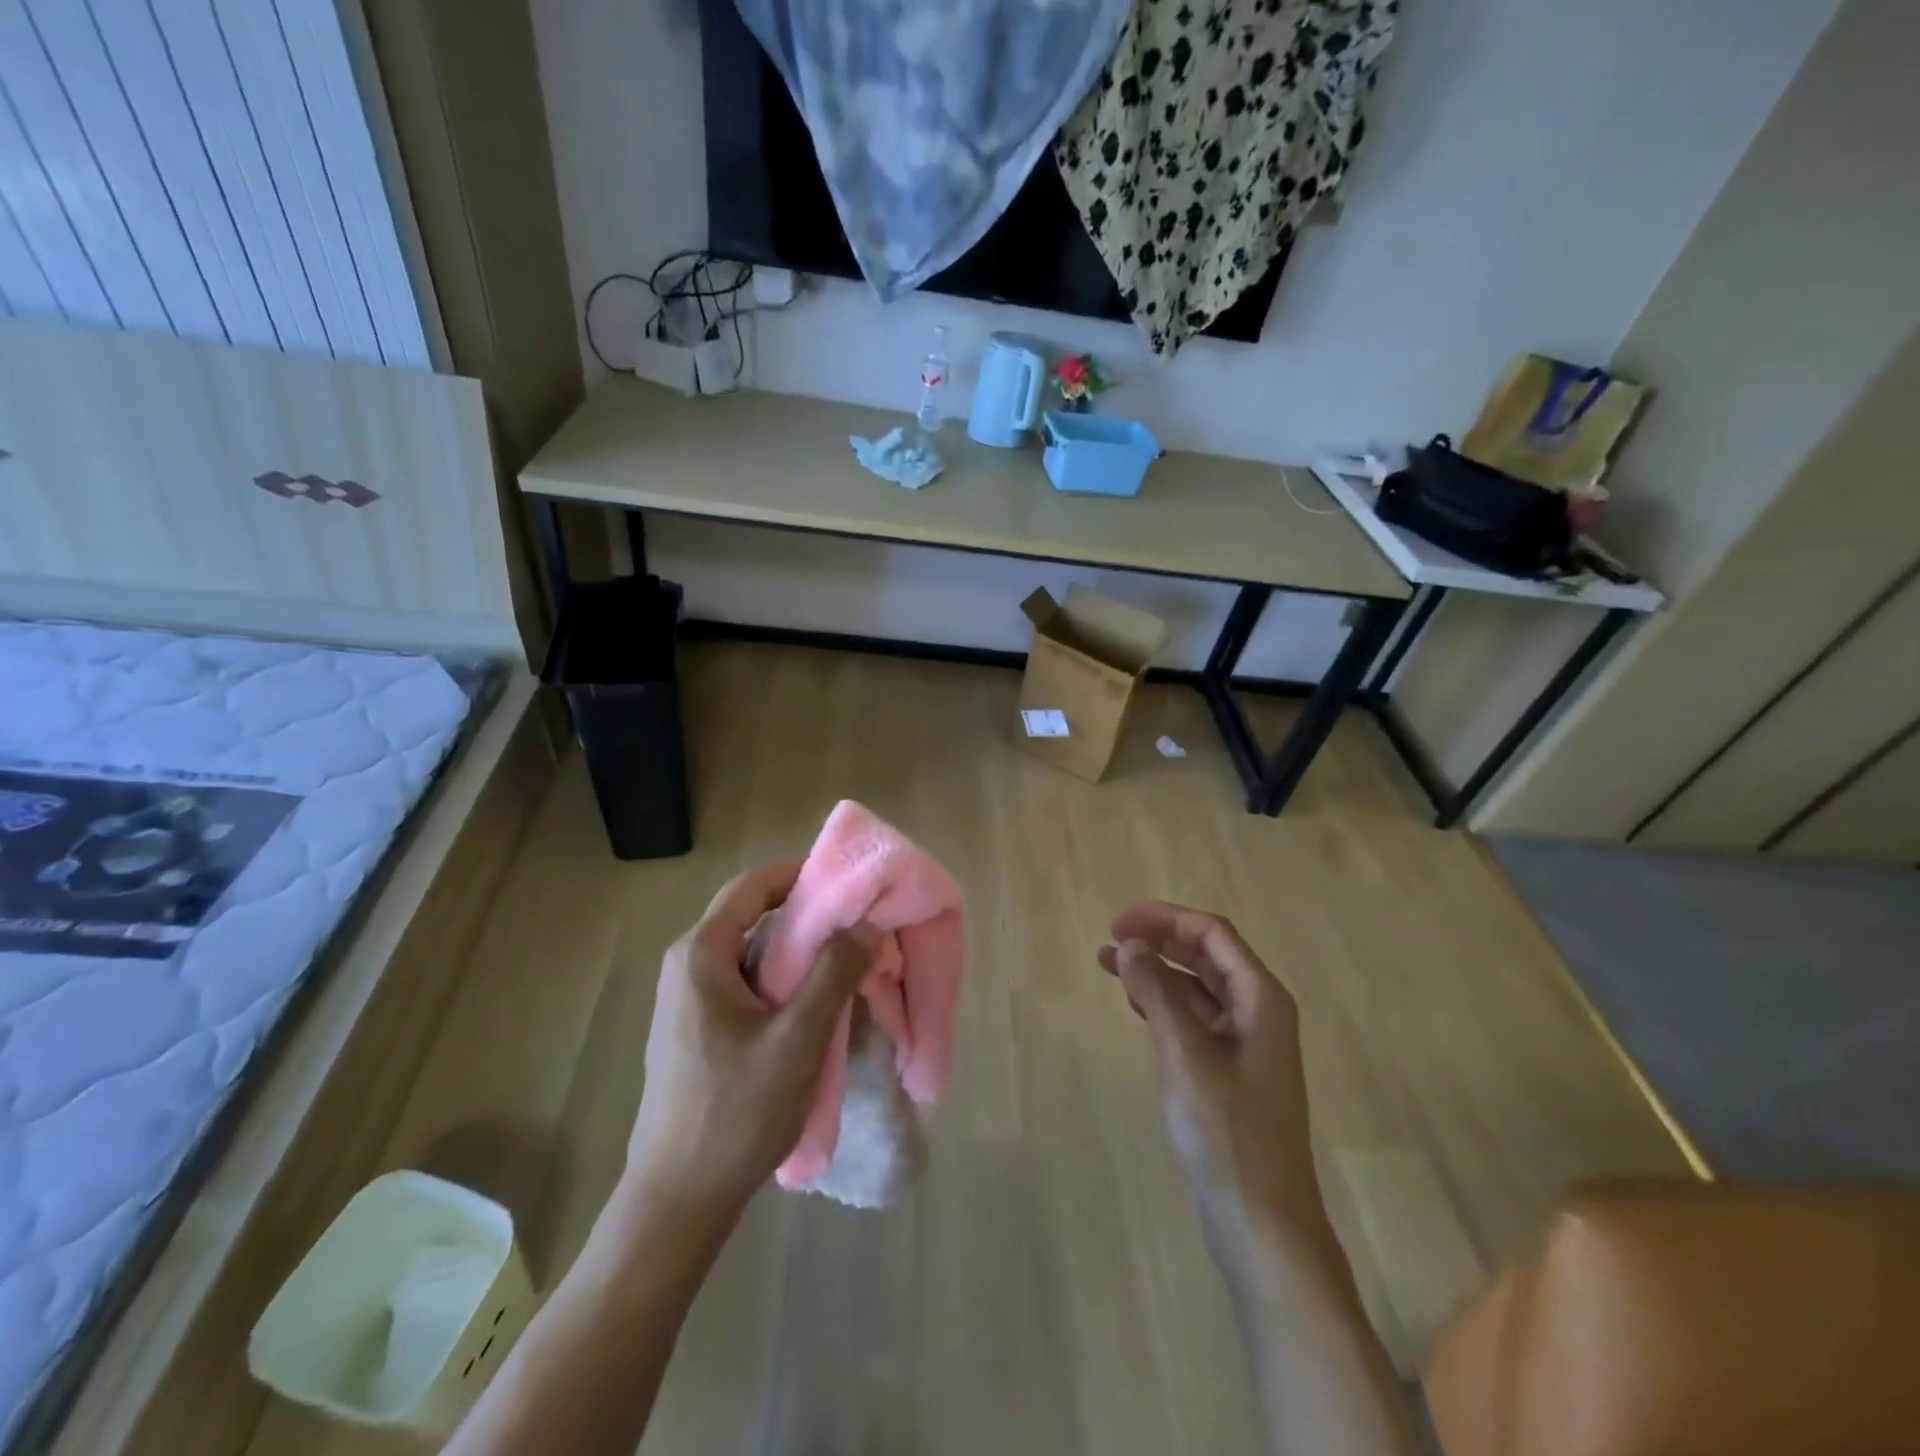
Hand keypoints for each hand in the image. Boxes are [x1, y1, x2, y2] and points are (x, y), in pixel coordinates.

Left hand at [625, 862, 879, 1217]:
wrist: (678, 1199)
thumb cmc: (737, 1110)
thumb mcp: (798, 1037)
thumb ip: (834, 972)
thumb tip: (865, 924)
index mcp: (701, 954)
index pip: (752, 886)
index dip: (799, 874)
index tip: (846, 882)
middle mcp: (686, 965)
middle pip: (750, 915)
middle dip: (804, 914)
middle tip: (855, 923)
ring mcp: (685, 999)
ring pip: (749, 952)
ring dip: (795, 950)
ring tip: (843, 961)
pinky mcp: (694, 1028)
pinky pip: (742, 982)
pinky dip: (779, 979)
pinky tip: (811, 1004)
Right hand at [1098, 902, 1321, 1260]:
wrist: (1262, 1224)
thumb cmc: (1228, 1133)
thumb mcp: (1185, 1055)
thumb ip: (1157, 993)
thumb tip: (1129, 944)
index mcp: (1261, 999)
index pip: (1212, 934)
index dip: (1165, 919)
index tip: (1118, 923)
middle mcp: (1258, 1012)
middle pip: (1206, 955)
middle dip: (1159, 940)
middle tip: (1109, 938)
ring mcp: (1246, 1044)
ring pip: (1197, 988)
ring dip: (1157, 971)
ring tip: (1108, 963)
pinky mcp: (1230, 1072)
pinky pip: (1194, 1019)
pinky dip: (1164, 1004)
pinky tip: (1134, 1003)